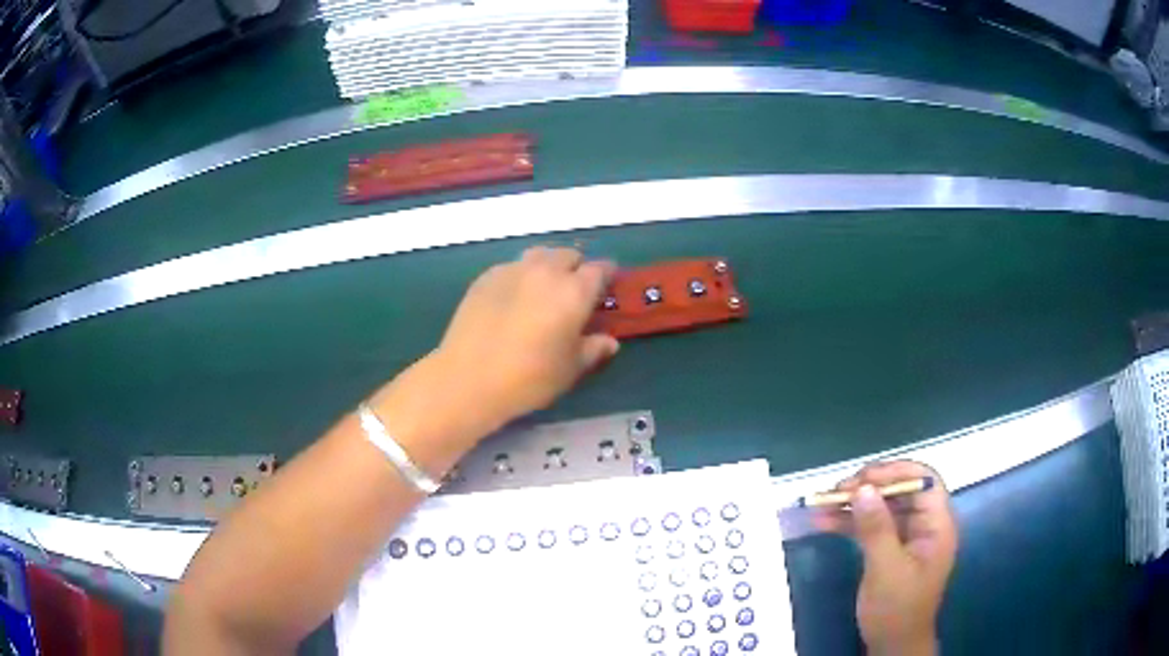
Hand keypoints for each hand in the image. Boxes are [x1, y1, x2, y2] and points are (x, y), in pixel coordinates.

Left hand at [434, 246, 619, 428]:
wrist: (469, 378)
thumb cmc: (529, 378)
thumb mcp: (570, 369)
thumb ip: (593, 349)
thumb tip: (610, 342)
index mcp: (574, 291)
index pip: (600, 269)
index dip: (607, 275)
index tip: (608, 285)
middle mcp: (546, 272)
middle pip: (568, 255)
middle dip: (576, 268)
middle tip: (574, 291)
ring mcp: (512, 270)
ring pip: (538, 255)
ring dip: (548, 266)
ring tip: (543, 289)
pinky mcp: (485, 277)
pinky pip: (511, 267)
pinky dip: (520, 276)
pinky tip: (512, 299)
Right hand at [814, 461, 957, 655]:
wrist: (891, 645)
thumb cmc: (896, 609)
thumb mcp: (886, 570)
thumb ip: (877, 529)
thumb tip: (863, 489)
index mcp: (937, 525)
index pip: (925, 481)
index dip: (897, 472)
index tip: (864, 478)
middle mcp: (924, 525)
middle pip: (900, 491)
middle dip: (869, 487)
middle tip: (837, 491)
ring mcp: (906, 537)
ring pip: (882, 508)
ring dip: (854, 504)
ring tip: (822, 503)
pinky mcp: (889, 549)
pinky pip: (871, 527)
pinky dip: (850, 523)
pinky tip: (824, 522)